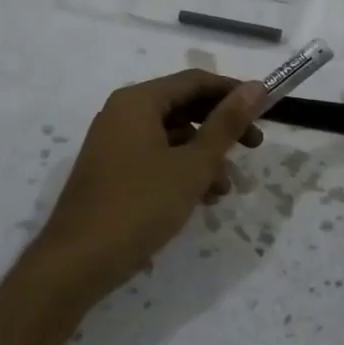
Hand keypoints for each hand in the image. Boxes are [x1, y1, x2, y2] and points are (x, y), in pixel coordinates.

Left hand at [27, 70, 266, 306]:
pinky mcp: (111, 171)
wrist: (76, 263)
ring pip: (171, 136)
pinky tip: (200, 199)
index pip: (195, 81)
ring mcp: (113, 143)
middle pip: (183, 106)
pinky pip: (155, 157)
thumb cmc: (139, 206)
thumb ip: (225, 124)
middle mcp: (122, 113)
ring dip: (204, 155)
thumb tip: (255, 88)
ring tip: (225, 188)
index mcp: (138, 101)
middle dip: (221, 127)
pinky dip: (181, 170)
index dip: (233, 92)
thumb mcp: (192, 165)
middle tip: (254, 147)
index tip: (266, 110)